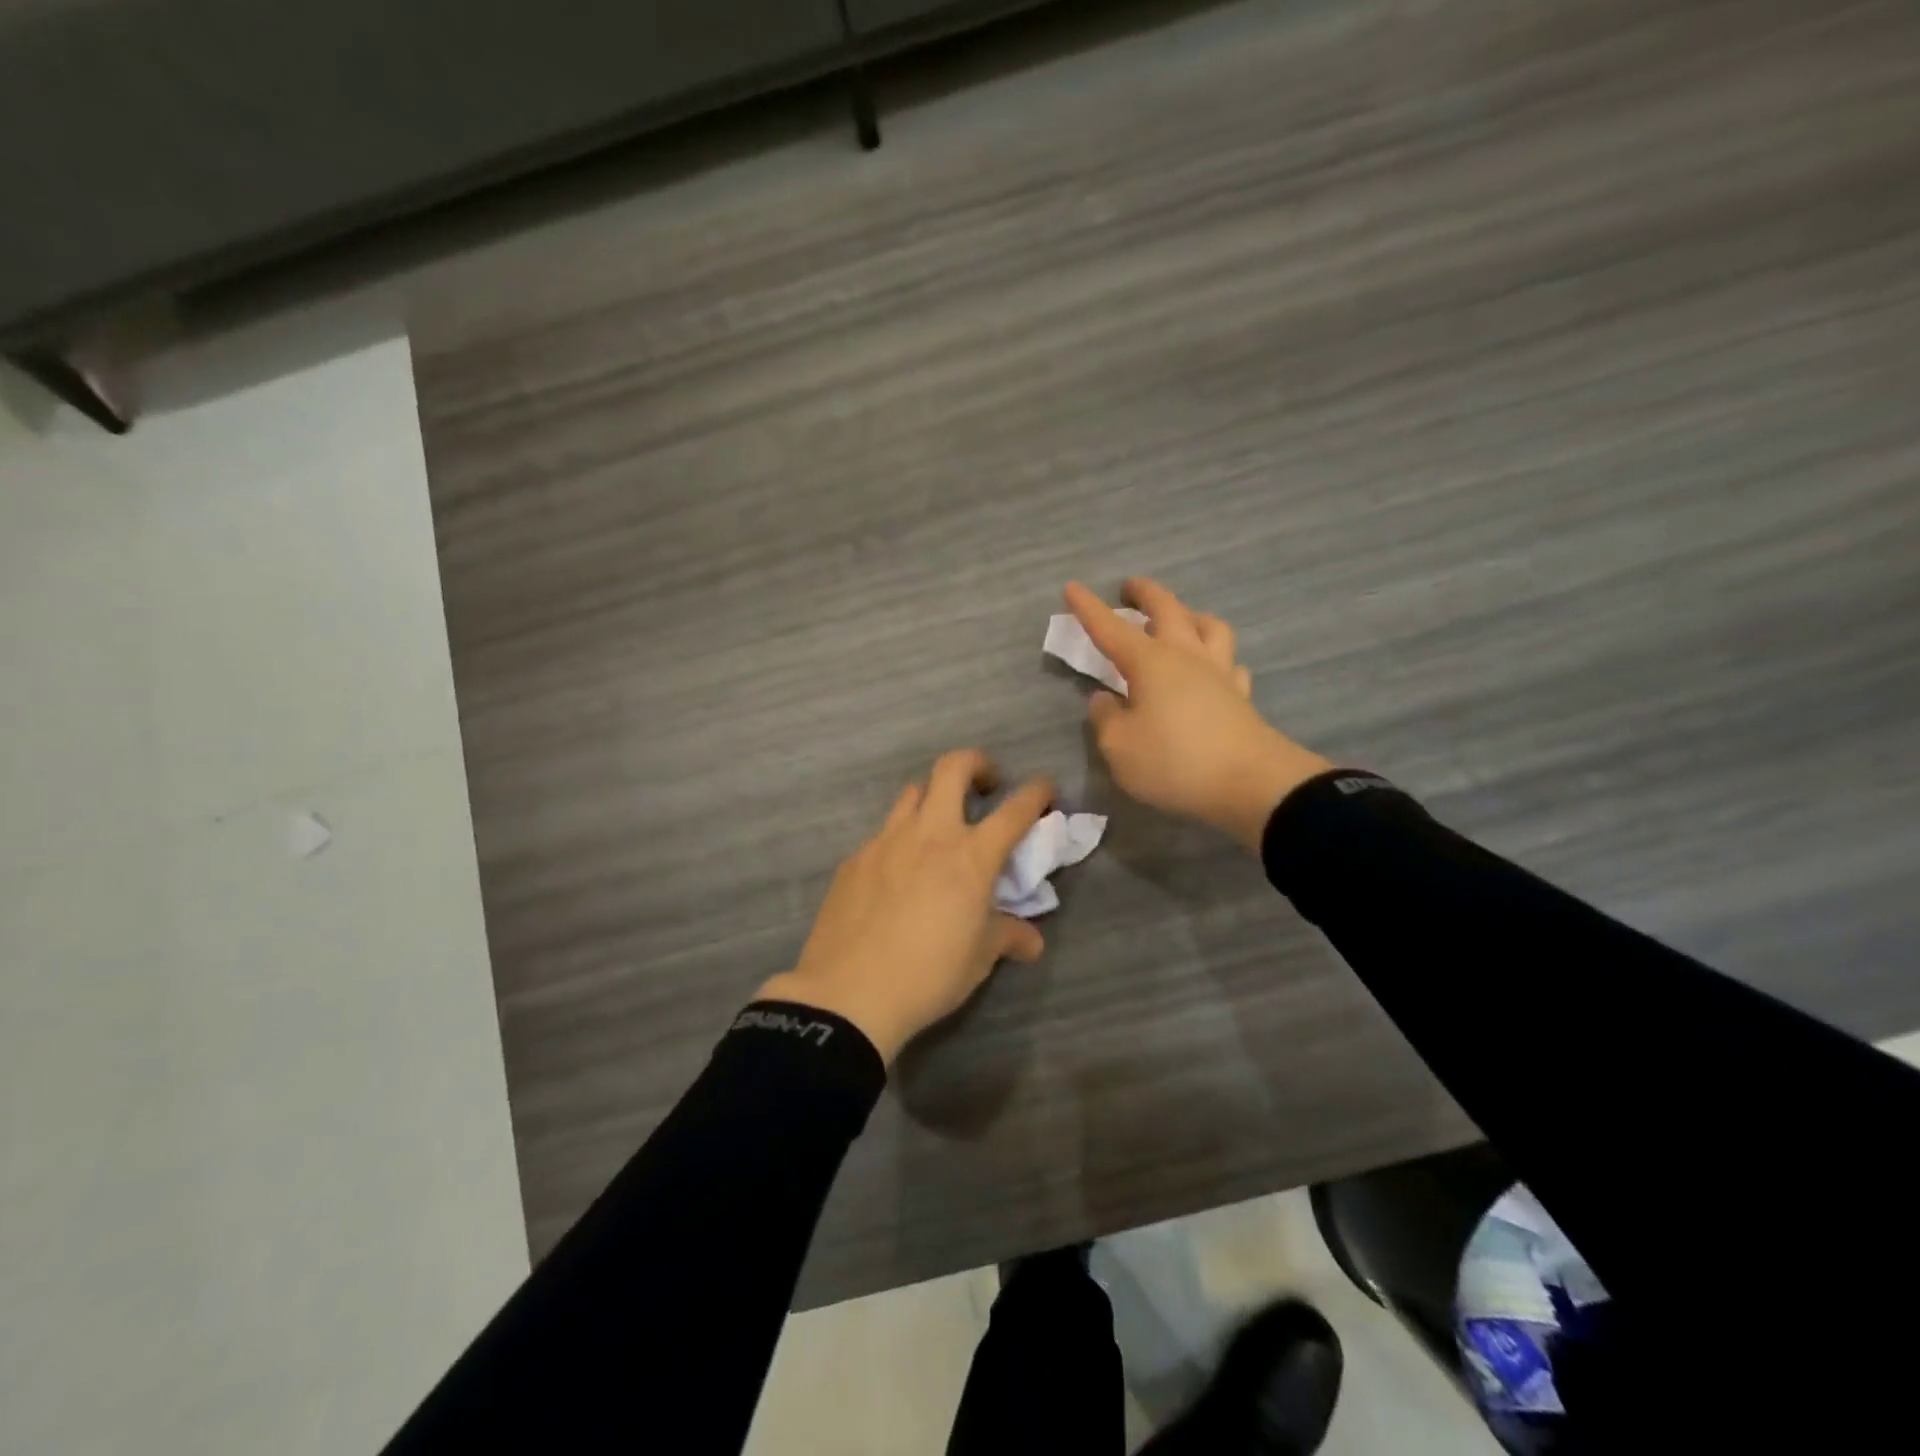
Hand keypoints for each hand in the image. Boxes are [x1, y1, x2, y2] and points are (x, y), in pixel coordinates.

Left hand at [755, 751, 1053, 1064]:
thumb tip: (1031, 941)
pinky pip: (883, 834)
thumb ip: (1007, 936)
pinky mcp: (854, 859)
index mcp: (970, 856)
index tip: (1044, 788)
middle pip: (952, 768)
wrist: (849, 994)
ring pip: (913, 793)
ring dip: (934, 798)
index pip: (1014, 810)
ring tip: (939, 829)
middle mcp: (929, 834)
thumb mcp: (979, 958)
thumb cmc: (928, 974)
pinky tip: (897, 875)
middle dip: (976, 764)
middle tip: (985, 786)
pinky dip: (901, 840)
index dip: (1036, 793)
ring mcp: (886, 841)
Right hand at [1065, 578, 1333, 851]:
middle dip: (1145, 593)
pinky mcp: (1241, 696)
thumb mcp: (1119, 747)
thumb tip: (1105, 699)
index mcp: (1150, 663)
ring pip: (1208, 626)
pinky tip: (1213, 669)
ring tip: (1180, 620)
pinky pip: (1230, 663)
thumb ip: (1105, 719)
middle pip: (1168, 609)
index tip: (1073, 587)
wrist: (1250, 784)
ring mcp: (1220, 673)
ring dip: (1190, 615)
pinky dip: (1217, 657)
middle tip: (1131, 586)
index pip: (1111, 628)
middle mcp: (1186, 656)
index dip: (1089, 608)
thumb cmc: (1174, 762)